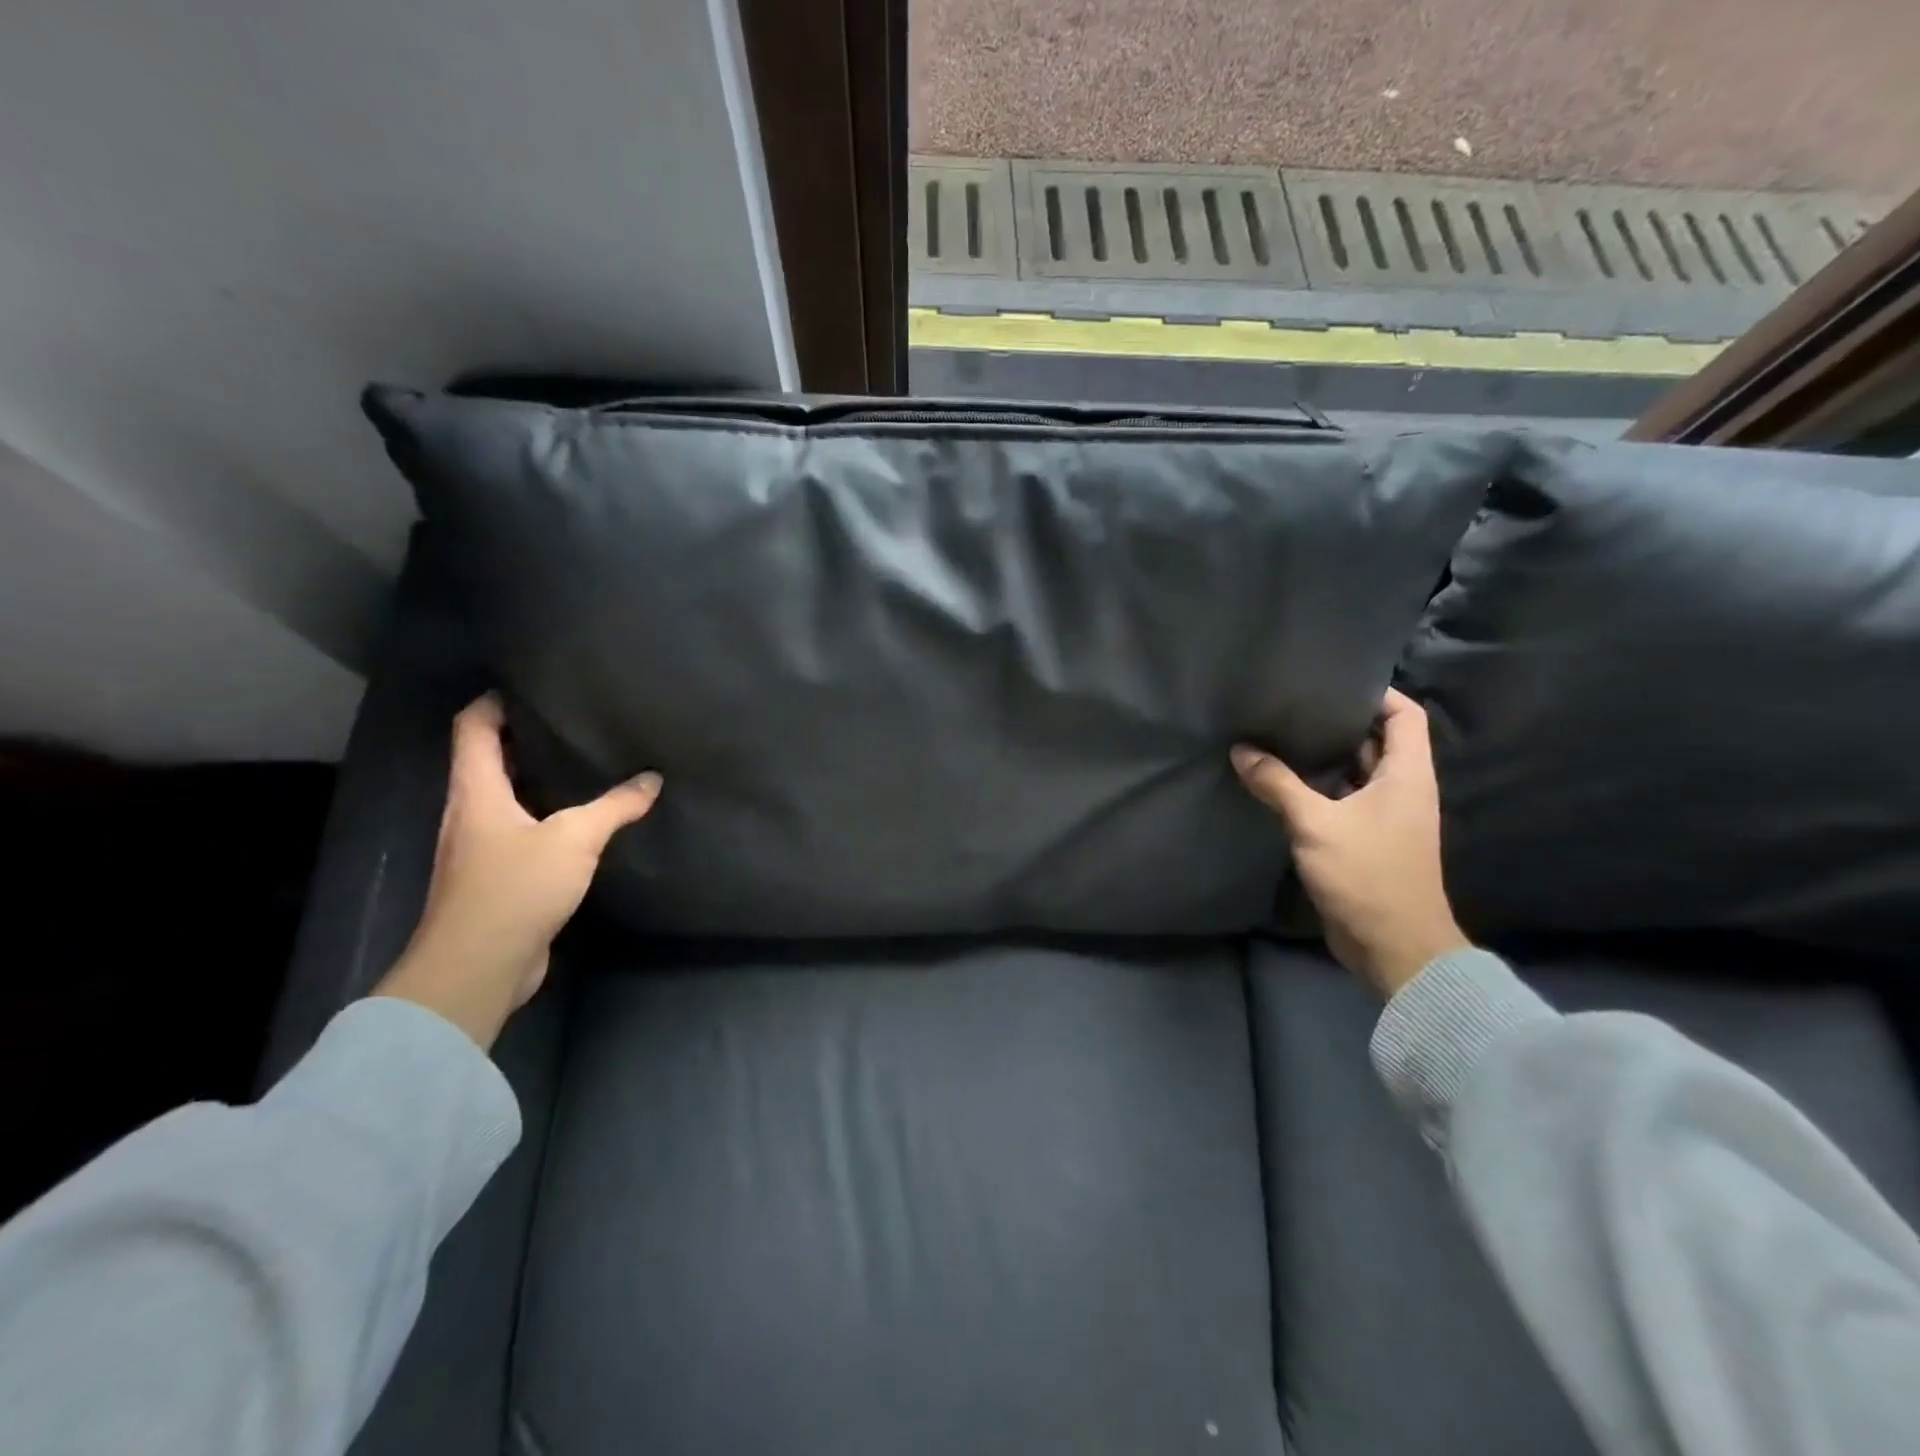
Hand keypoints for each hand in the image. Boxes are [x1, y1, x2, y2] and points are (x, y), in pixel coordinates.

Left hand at [374, 694, 661, 1047]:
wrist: (478, 967)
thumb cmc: (515, 887)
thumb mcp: (575, 838)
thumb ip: (615, 806)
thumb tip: (651, 779)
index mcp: (476, 792)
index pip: (472, 729)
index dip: (493, 702)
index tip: (529, 686)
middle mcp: (469, 814)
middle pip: (486, 760)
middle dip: (521, 737)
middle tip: (568, 721)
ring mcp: (478, 849)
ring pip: (503, 798)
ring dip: (533, 778)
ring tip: (579, 764)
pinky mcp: (494, 879)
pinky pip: (517, 832)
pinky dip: (542, 816)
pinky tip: (577, 823)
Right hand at [1232, 689, 1466, 995]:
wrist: (1395, 948)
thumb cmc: (1367, 875)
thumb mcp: (1316, 824)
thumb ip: (1278, 784)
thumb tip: (1241, 750)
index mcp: (1407, 775)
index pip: (1404, 715)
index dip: (1377, 693)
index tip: (1332, 681)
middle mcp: (1402, 790)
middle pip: (1377, 741)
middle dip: (1339, 722)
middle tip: (1293, 705)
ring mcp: (1385, 817)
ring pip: (1356, 772)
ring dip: (1324, 757)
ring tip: (1280, 735)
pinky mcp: (1366, 841)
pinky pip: (1342, 801)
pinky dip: (1317, 788)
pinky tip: (1281, 782)